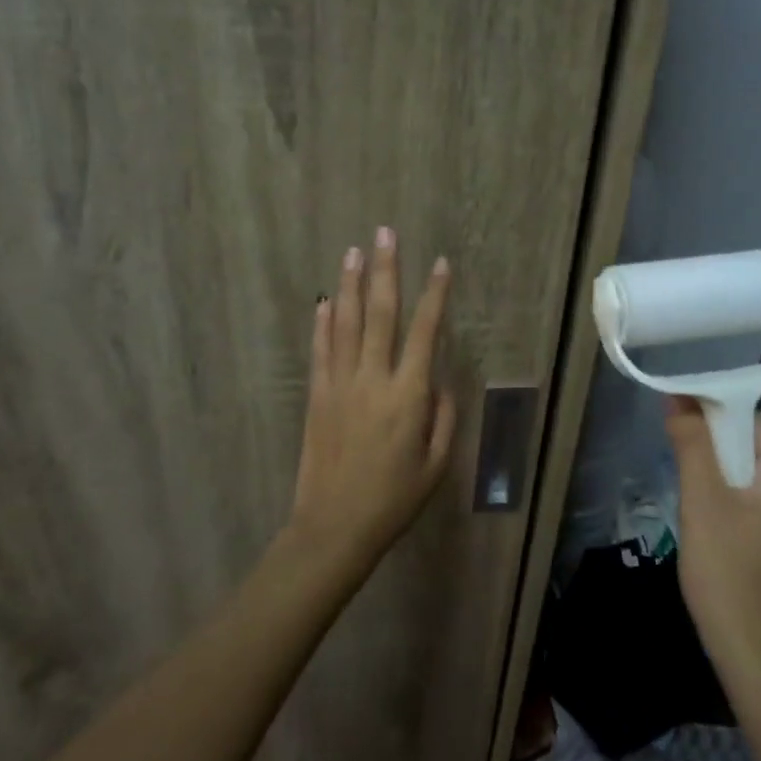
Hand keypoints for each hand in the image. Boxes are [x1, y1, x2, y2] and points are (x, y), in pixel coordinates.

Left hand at [286, 228, 455, 569]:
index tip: (441, 263)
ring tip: (353, 251)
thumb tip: (439, 380)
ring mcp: (340, 384)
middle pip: (380, 313)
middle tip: (385, 233)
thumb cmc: (394, 500)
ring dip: (349, 284)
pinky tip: (324, 300)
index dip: (435, 295)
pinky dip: (322, 323)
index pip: (425, 332)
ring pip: (344, 323)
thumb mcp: (436, 465)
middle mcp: (373, 379)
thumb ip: (443, 417)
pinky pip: (320, 350)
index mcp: (409, 395)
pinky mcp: (317, 396)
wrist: (334, 528)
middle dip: (385, 270)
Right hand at [666, 397, 760, 688]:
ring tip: (685, 482)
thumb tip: (679, 400)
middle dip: (713, 442)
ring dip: (719, 470)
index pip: (752, 420)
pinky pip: (757, 503)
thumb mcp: (703, 502)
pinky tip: (706, 516)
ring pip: (753, 477)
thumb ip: (693, 446)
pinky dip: (730, 497)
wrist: (757, 659)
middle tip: (674, 451)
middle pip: (754, 446)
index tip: (674, 413)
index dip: (711, 410)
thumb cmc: (728, 574)